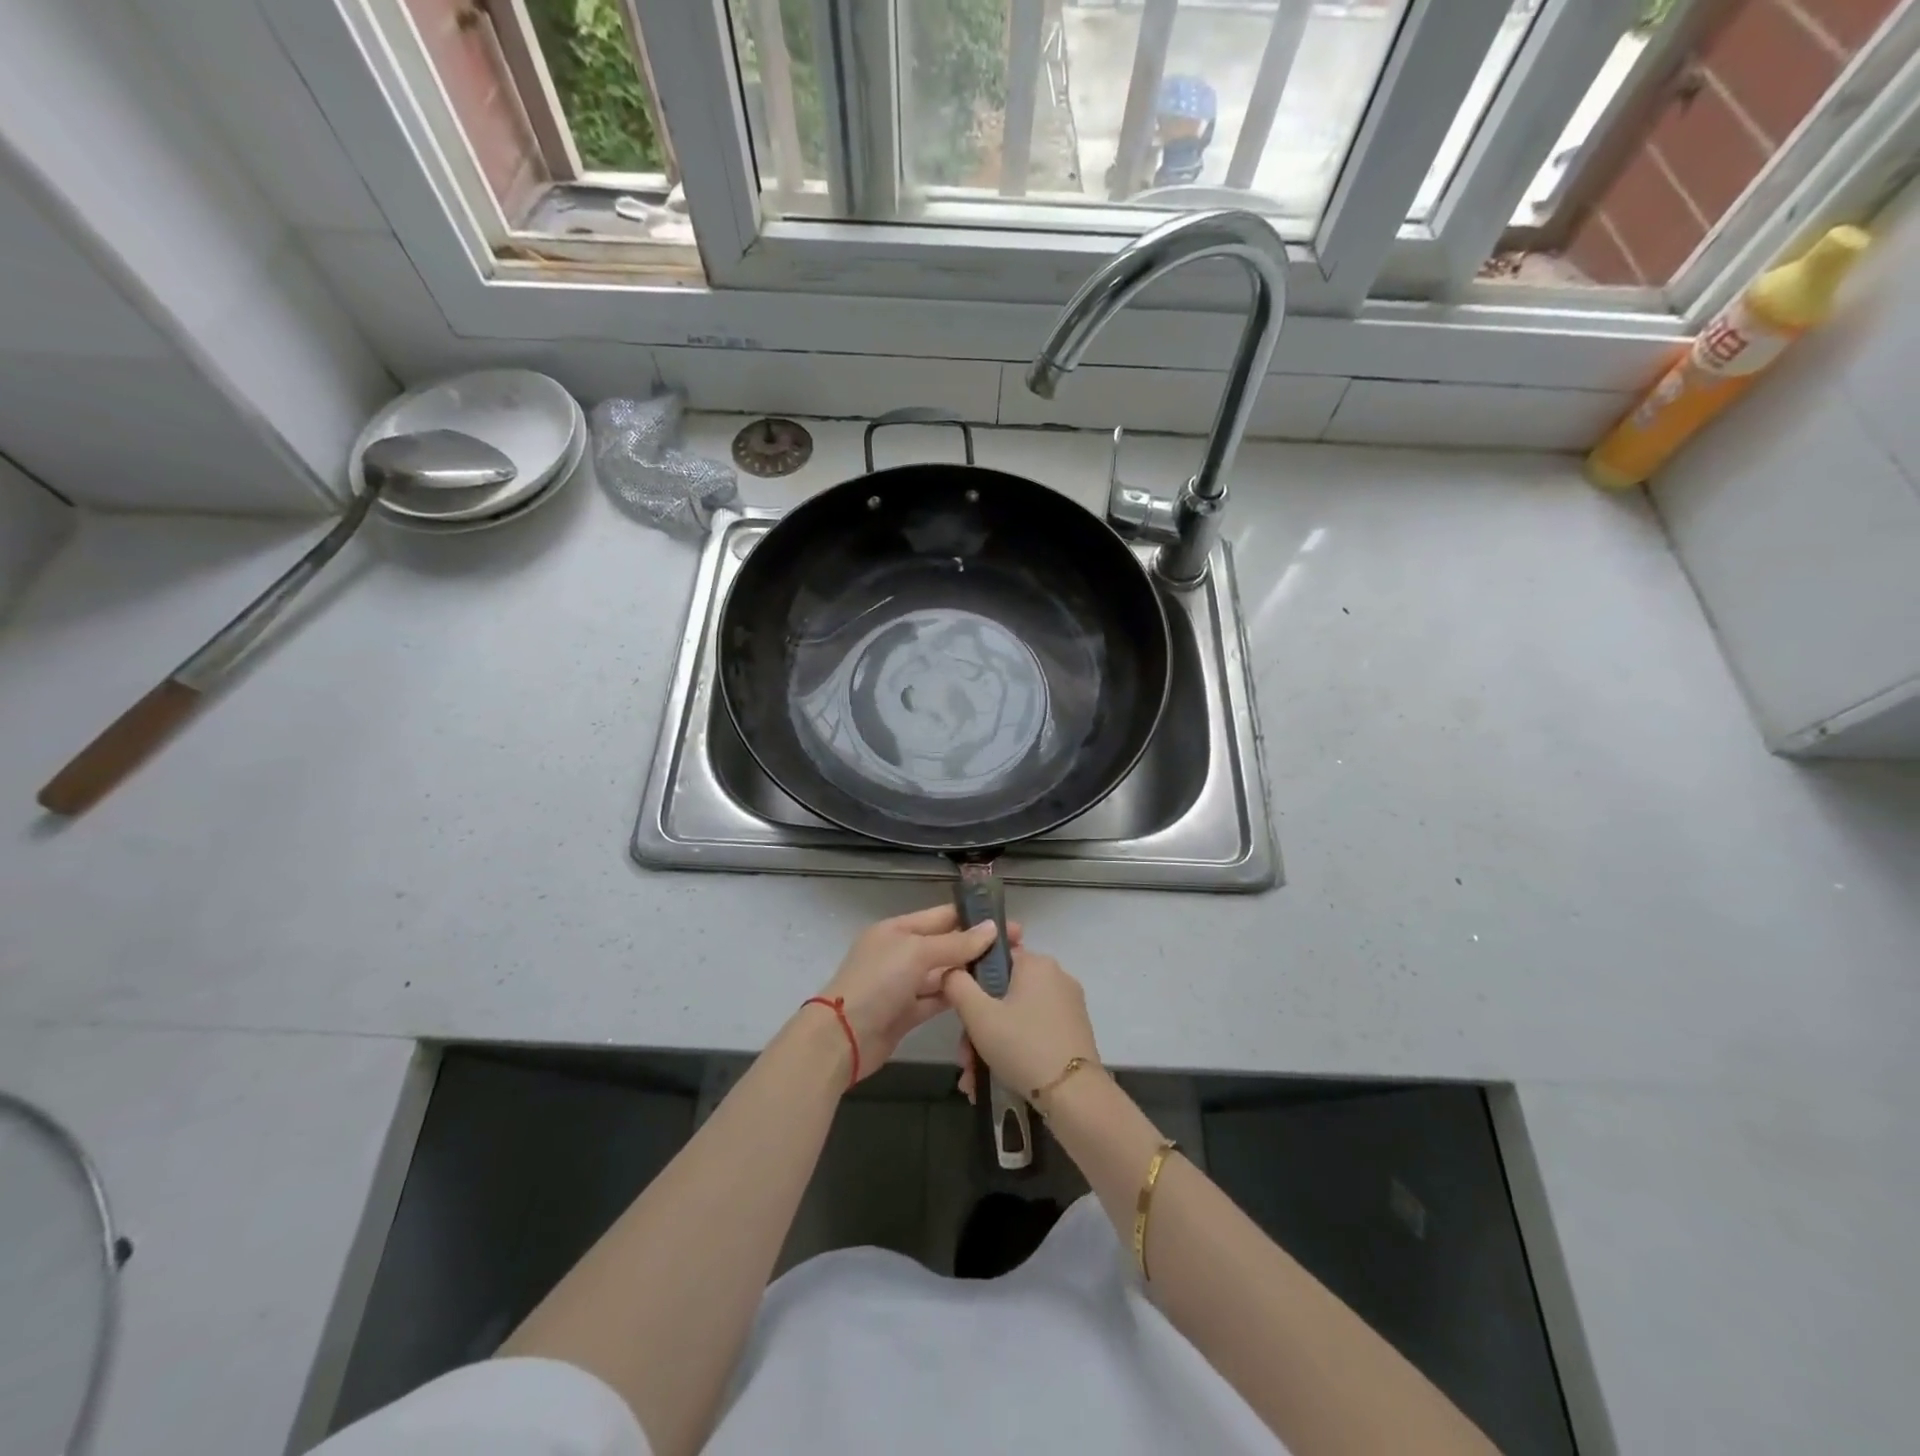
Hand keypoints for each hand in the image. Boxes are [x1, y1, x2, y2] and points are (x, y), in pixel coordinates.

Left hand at [814, 905, 1021, 1082]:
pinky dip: (957, 997)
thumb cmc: (878, 982)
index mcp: (898, 929)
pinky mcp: (907, 1014)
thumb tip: (991, 928)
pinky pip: (937, 999)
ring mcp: (903, 984)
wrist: (842, 1037)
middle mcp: (901, 953)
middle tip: (1018, 950)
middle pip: (945, 944)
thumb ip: (955, 943)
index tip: (1008, 922)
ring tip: (1007, 973)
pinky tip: (983, 997)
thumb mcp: (916, 953)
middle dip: (977, 946)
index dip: (974, 918)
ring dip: (970, 972)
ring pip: (943, 973)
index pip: (942, 916)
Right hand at [940, 949, 1099, 1107]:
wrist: (1074, 1095)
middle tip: (966, 1059)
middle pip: (1003, 995)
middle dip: (979, 1028)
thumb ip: (957, 985)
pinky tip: (997, 1079)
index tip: (961, 1017)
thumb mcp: (978, 1015)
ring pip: (1017, 1018)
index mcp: (1036, 963)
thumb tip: (951, 971)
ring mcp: (1068, 1006)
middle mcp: (1056, 977)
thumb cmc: (1022, 1046)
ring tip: (976, 1080)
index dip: (972, 986)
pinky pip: (1035, 1032)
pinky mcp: (1074, 1031)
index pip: (994, 960)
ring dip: (992, 1045)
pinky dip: (1015, 1051)